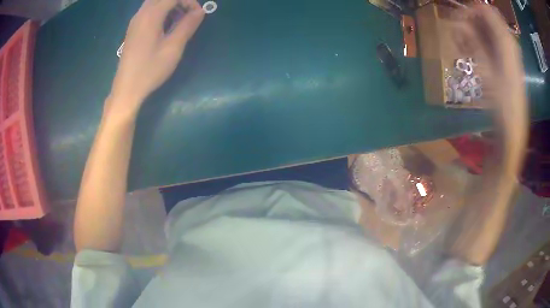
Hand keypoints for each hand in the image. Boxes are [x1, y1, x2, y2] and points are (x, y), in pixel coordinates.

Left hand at [108, 0, 203, 114]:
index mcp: (151, 15)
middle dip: (179, 2)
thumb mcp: (173, 47)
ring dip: (170, 6)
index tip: (197, 15)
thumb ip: (188, 25)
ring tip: (179, 22)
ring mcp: (135, 21)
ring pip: (155, 3)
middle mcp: (141, 13)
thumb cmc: (150, 69)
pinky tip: (165, 28)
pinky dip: (161, 12)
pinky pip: (149, 11)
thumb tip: (200, 11)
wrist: (127, 88)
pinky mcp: (133, 29)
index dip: (189, 1)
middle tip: (188, 15)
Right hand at [451, 5, 524, 115]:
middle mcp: (506, 41)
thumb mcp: (488, 71)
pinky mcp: (503, 60)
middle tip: (457, 37)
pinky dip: (476, 43)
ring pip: (484, 30)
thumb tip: (457, 22)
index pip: (485, 10)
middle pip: (484, 18)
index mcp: (506, 41)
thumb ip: (474, 42)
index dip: (470, 11)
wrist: (513, 127)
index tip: (457, 22)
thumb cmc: (503, 102)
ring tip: (461, 48)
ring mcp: (505, 51)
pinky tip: (468, 53)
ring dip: (470, 34)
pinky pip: (487, 42)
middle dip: (468, 23)